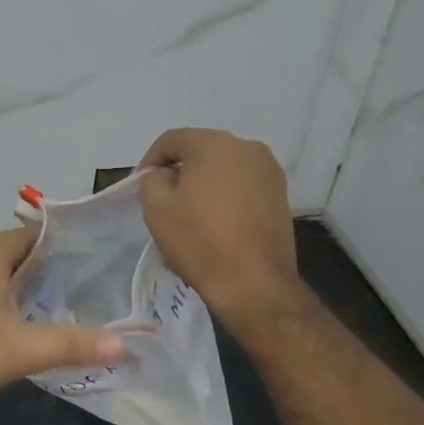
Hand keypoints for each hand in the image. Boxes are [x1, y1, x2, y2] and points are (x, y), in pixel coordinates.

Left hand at [0, 227, 127, 414]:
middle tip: (72, 292)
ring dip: (10, 284)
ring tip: (39, 309)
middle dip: (39, 269)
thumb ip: (74, 344)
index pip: (34, 235)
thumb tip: (126, 344)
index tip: (88, 265)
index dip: (62, 247)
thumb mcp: (22, 352)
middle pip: (10, 251)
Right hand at [139, 128, 302, 327]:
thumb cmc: (200, 240)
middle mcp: (247, 148)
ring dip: (203, 187)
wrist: (254, 284)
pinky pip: (242, 187)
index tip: (142, 187)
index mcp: (215, 143)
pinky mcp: (281, 196)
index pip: (171, 140)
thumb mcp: (156, 207)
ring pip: (223, 171)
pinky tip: (214, 227)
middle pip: (200, 152)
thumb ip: (153, 179)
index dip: (150, 161)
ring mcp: (269, 172)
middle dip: (179, 173)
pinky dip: (224, 199)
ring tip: (189, 217)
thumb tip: (167, 175)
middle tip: (164, 202)